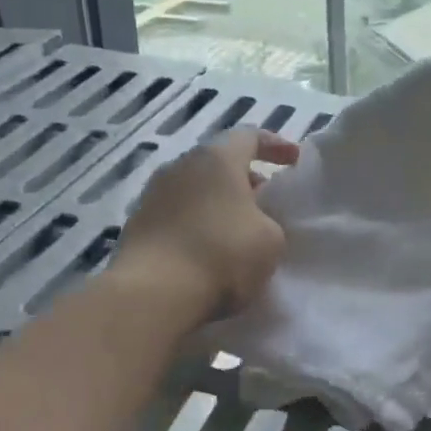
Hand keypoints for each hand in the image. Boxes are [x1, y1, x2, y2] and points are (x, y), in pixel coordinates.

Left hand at [112, 127, 299, 319]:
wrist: (153, 293)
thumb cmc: (222, 255)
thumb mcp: (270, 240)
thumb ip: (269, 221)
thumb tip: (253, 223)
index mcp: (217, 159)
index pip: (249, 137)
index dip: (274, 145)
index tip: (293, 160)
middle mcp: (181, 166)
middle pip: (218, 163)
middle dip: (244, 178)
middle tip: (264, 200)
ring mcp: (153, 195)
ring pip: (194, 189)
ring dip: (217, 202)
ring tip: (236, 228)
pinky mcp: (137, 225)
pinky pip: (176, 215)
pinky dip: (195, 224)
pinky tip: (207, 250)